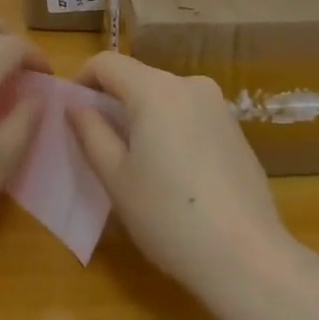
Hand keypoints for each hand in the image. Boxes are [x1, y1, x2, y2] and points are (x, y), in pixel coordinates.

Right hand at [68, 52, 291, 294]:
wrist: (246, 257)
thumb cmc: (168, 216)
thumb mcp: (115, 177)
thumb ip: (90, 132)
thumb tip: (76, 106)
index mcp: (155, 89)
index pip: (107, 62)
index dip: (82, 81)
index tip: (72, 114)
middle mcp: (190, 85)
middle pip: (137, 78)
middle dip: (112, 102)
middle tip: (97, 144)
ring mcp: (219, 106)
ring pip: (165, 97)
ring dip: (142, 117)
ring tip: (135, 163)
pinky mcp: (236, 129)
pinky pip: (189, 115)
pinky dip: (170, 129)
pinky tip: (173, 174)